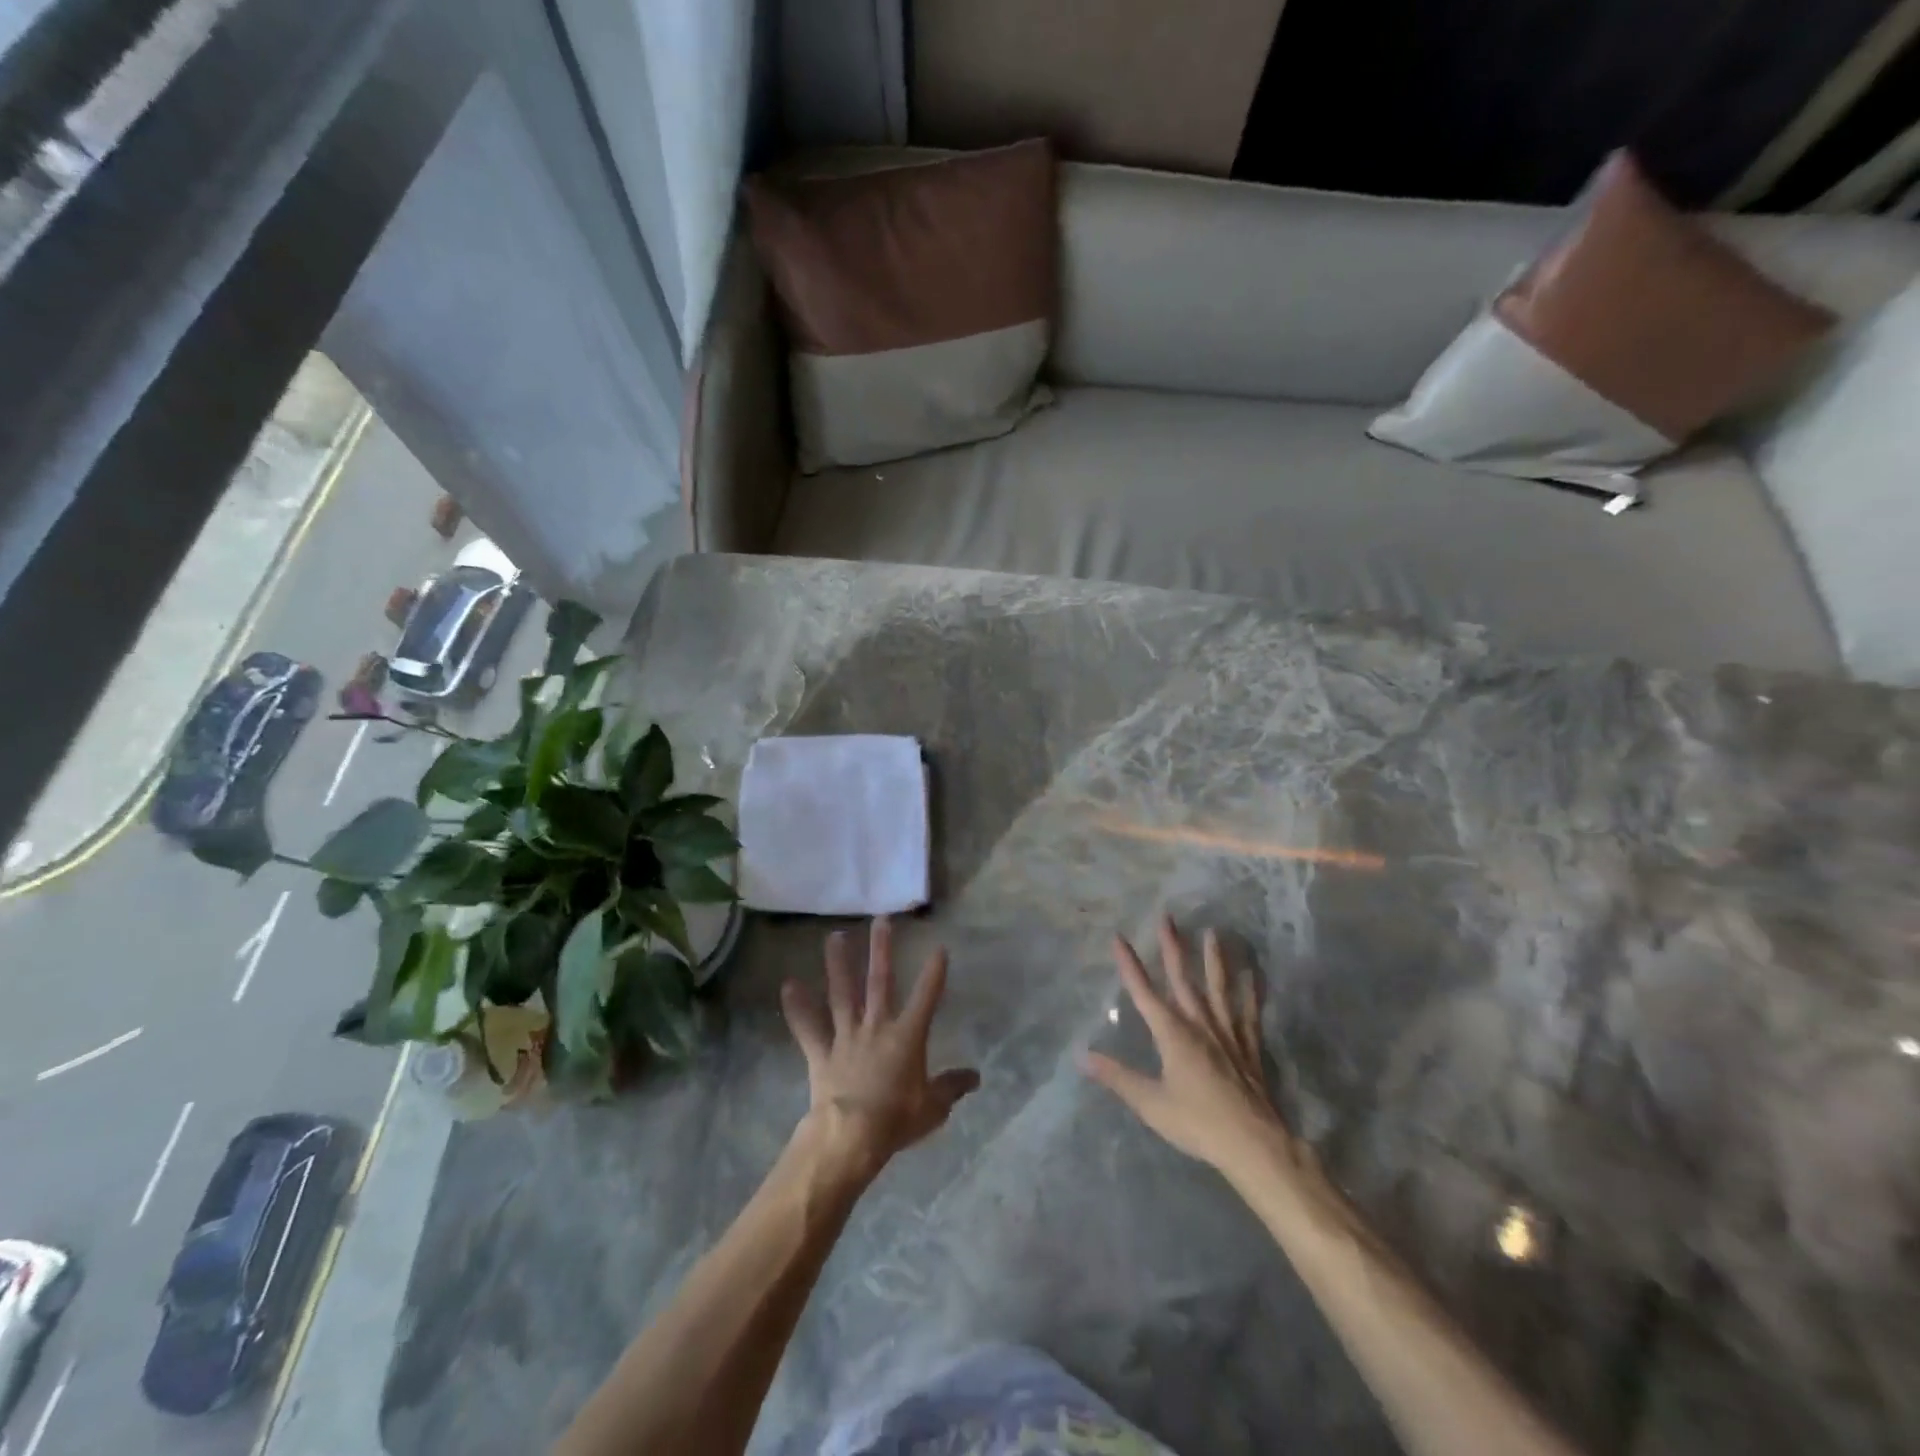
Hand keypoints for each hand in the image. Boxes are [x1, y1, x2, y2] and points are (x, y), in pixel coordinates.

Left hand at [781, 918, 979, 1180]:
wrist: (851, 1136)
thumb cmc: (897, 1120)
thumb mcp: (933, 1107)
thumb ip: (952, 1087)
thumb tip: (975, 1077)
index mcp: (907, 1036)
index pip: (926, 997)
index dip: (934, 973)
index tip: (939, 947)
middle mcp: (876, 1026)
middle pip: (880, 981)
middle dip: (882, 950)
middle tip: (882, 920)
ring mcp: (846, 1036)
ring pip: (842, 993)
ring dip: (838, 964)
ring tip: (835, 936)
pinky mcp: (821, 1052)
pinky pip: (808, 1027)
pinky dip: (798, 1008)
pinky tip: (788, 985)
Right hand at [1082, 916, 1292, 1175]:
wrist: (1254, 1143)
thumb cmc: (1197, 1123)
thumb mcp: (1150, 1103)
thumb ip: (1117, 1077)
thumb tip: (1082, 1056)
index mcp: (1172, 1034)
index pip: (1144, 992)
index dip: (1130, 964)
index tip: (1119, 938)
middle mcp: (1199, 1024)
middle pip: (1183, 978)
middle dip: (1172, 947)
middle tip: (1167, 917)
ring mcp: (1227, 1032)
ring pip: (1218, 987)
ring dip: (1214, 959)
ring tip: (1213, 933)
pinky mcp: (1249, 1046)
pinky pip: (1249, 1012)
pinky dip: (1252, 992)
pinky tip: (1254, 974)